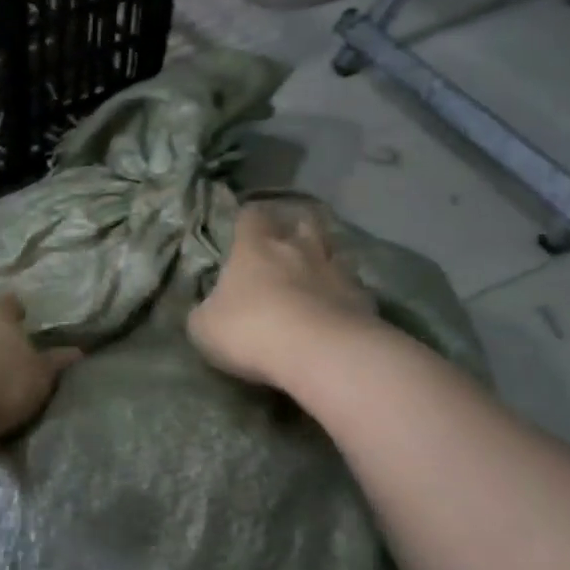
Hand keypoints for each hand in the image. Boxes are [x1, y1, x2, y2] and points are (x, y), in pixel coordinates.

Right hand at [188, 201, 378, 387]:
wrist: (321, 354)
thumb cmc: (251, 331)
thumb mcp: (204, 327)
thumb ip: (206, 310)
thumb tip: (210, 308)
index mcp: (254, 248)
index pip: (251, 215)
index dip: (246, 219)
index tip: (242, 228)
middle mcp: (298, 249)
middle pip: (302, 222)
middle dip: (294, 230)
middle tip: (285, 245)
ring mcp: (336, 271)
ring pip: (334, 251)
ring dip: (324, 259)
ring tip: (315, 276)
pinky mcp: (364, 300)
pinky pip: (354, 287)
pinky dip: (344, 294)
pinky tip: (337, 310)